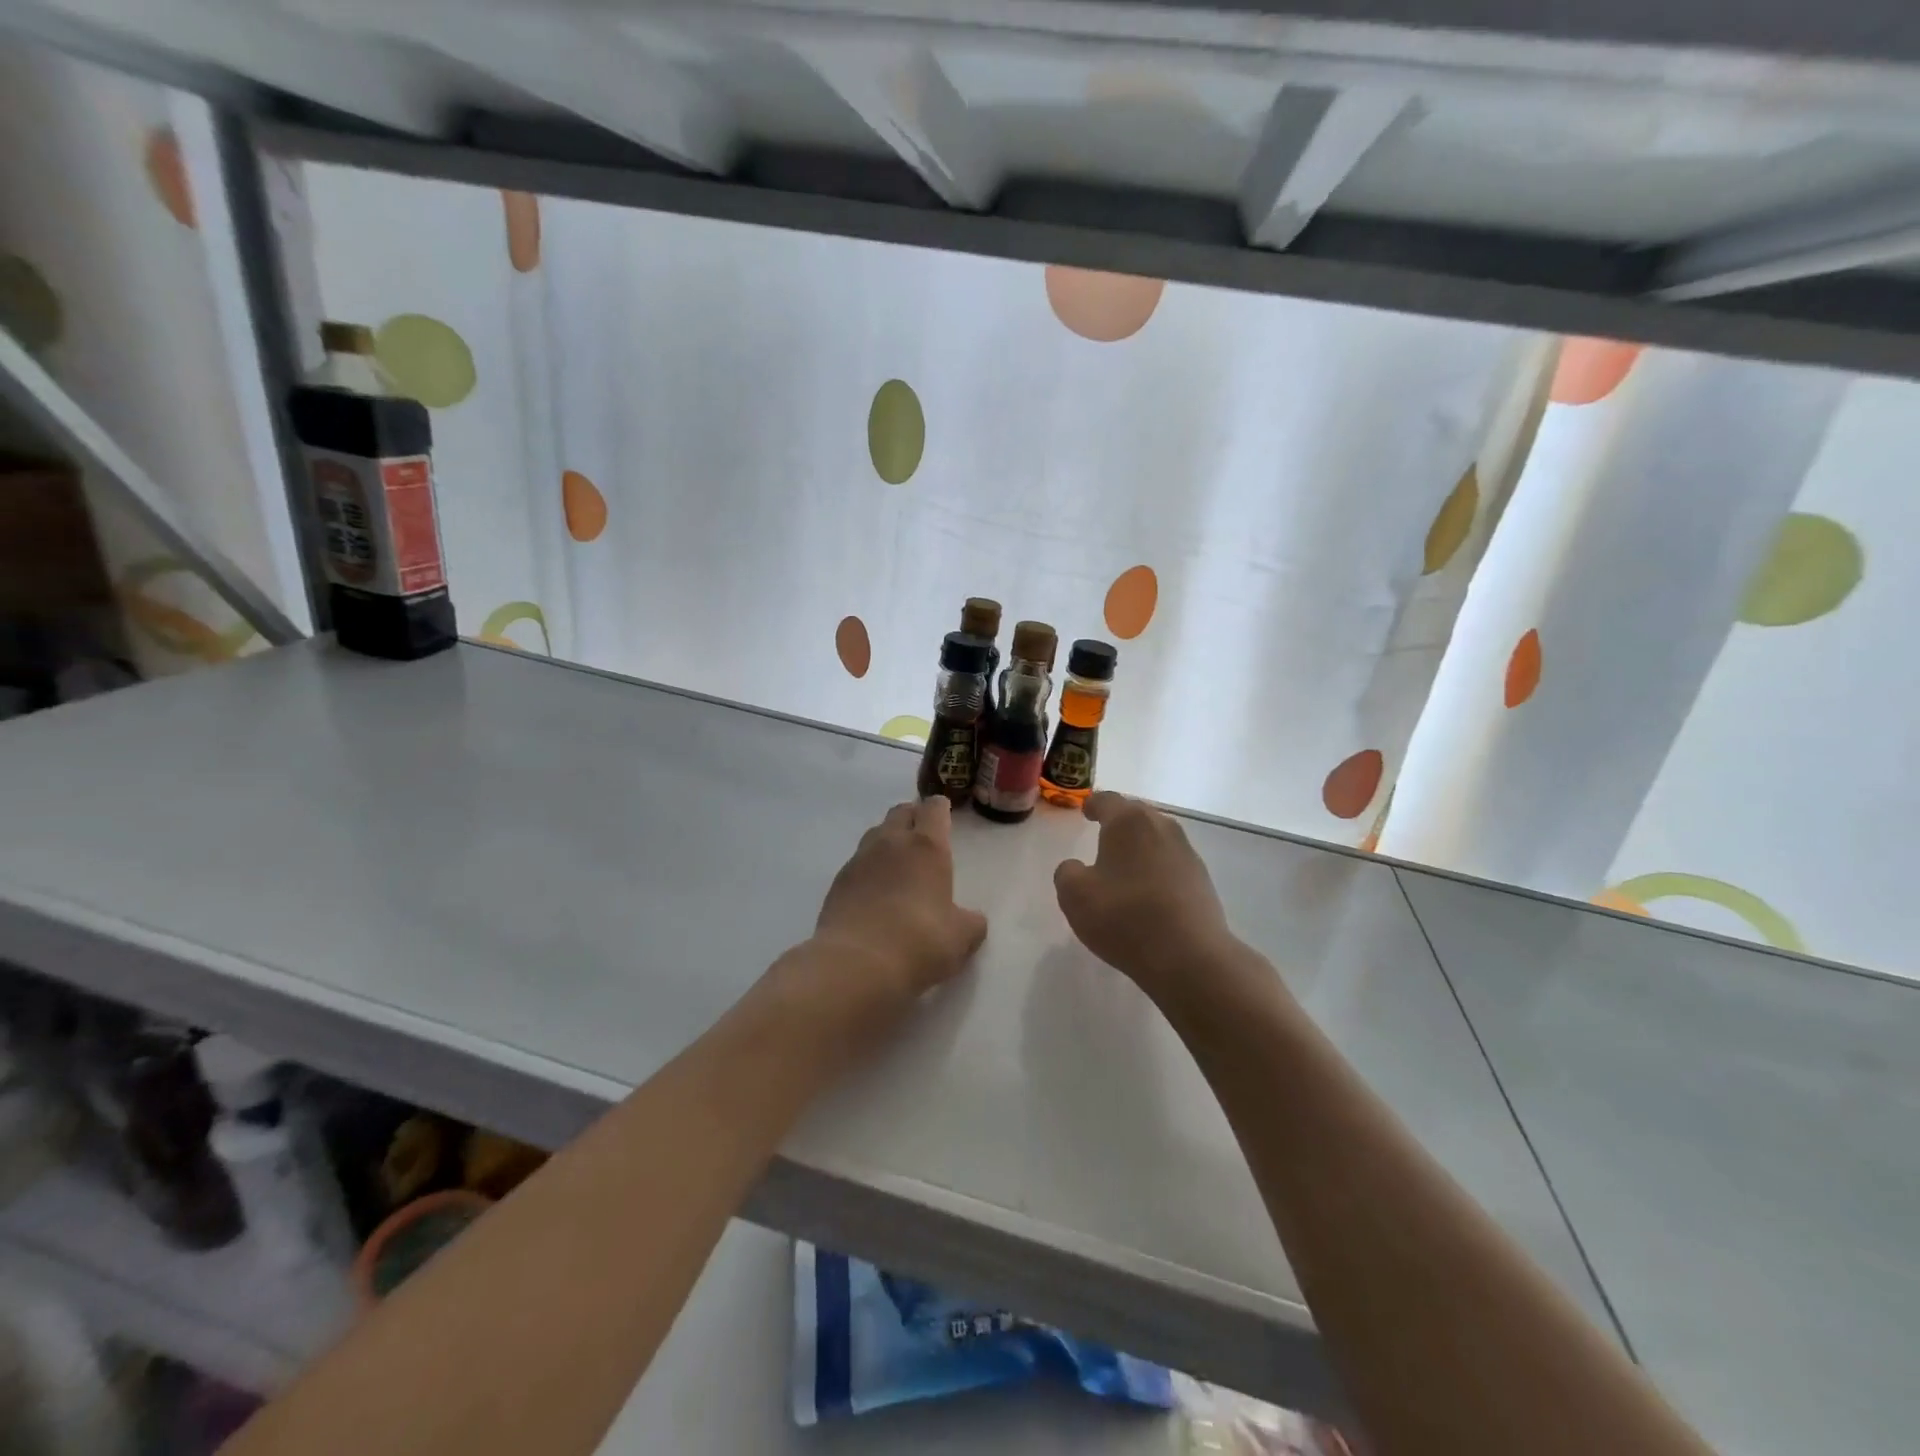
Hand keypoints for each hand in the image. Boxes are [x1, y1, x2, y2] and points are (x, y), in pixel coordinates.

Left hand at [798, 797, 987, 1024]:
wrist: (856, 964)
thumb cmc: (920, 943)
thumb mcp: (961, 938)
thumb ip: (970, 922)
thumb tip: (971, 919)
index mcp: (926, 847)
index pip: (933, 809)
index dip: (940, 808)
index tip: (944, 813)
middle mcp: (891, 843)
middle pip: (900, 812)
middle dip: (913, 816)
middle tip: (922, 834)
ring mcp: (859, 860)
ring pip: (875, 834)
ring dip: (888, 839)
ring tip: (898, 862)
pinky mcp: (837, 883)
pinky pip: (857, 862)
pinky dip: (868, 868)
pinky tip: (874, 891)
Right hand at [1054, 792, 1238, 1005]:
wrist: (1189, 956)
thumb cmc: (1124, 917)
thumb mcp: (1074, 896)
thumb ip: (1067, 873)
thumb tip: (1076, 867)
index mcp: (1128, 822)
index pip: (1108, 800)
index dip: (1093, 804)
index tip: (1086, 811)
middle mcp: (1162, 827)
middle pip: (1136, 815)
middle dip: (1119, 822)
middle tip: (1103, 835)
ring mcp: (1187, 853)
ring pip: (1157, 838)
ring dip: (1141, 846)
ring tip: (1125, 866)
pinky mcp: (1202, 880)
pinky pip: (1172, 863)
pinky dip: (1157, 868)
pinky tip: (1148, 892)